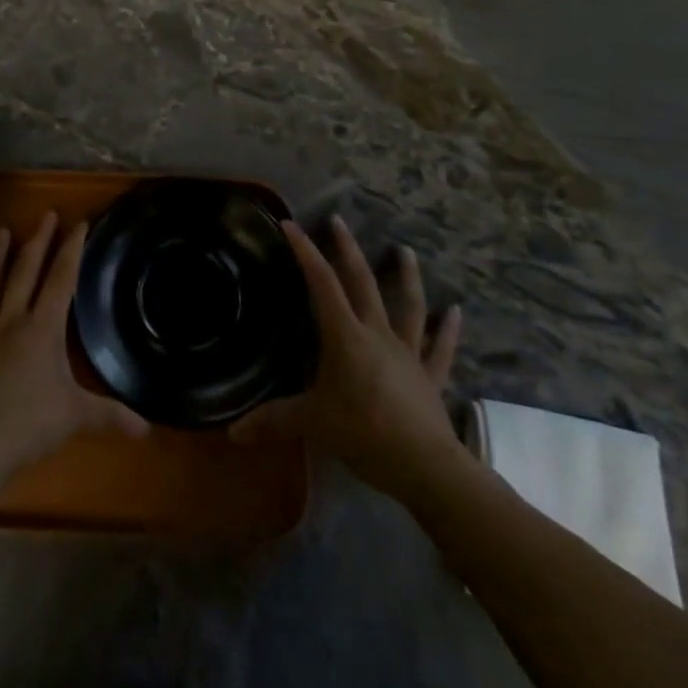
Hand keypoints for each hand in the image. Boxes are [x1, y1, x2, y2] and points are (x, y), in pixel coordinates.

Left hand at [0, 213, 147, 483]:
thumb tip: (147, 428)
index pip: (61, 278)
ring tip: (2, 232)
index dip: (71, 249)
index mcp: (42, 328)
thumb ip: (110, 415)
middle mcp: (13, 320)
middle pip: (26, 271)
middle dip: (39, 240)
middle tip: (46, 214)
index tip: (79, 223)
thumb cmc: (29, 424)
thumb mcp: (76, 417)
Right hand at [230, 216, 463, 497]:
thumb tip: (231, 433)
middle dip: (347, 249)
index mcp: (346, 336)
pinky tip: (455, 311)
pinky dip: (447, 329)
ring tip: (405, 250)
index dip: (305, 252)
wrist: (427, 467)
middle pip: (362, 282)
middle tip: (338, 220)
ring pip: (408, 305)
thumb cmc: (365, 434)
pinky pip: (440, 348)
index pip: (322, 284)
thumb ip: (274, 421)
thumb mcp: (313, 423)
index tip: (290, 224)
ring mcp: (408, 352)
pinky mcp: (430, 376)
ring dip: (406, 277)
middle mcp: (378, 334)